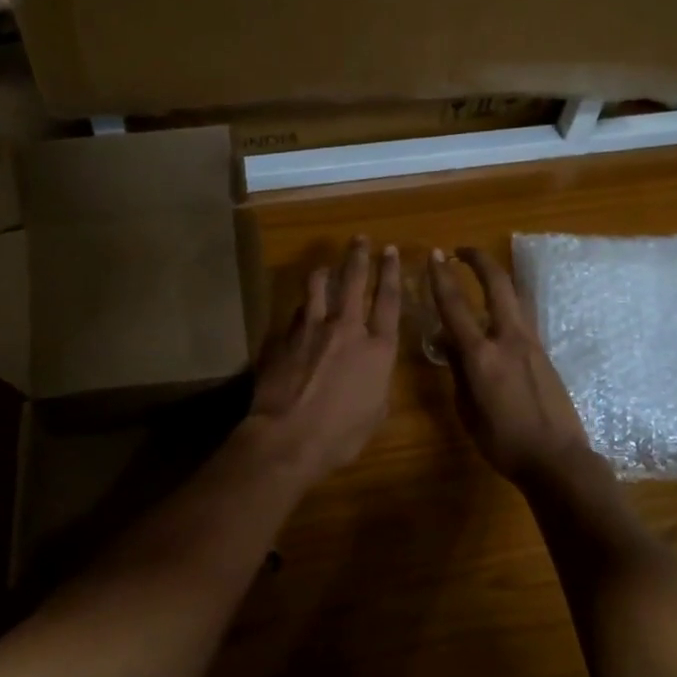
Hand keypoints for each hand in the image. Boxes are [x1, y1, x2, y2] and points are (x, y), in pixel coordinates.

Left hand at [246, 236, 401, 479]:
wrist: (288, 438)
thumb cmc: (340, 435)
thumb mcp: (375, 413)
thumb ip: (378, 383)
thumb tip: (373, 373)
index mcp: (377, 348)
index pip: (389, 300)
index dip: (392, 273)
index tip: (390, 252)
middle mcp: (347, 328)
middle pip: (354, 281)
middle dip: (359, 256)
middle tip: (360, 239)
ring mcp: (312, 329)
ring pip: (318, 287)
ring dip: (325, 272)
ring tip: (325, 266)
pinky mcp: (285, 337)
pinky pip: (297, 312)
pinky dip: (303, 306)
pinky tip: (301, 308)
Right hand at [429, 247, 603, 489]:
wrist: (557, 459)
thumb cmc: (504, 443)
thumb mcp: (468, 411)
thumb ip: (458, 372)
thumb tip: (450, 344)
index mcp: (482, 356)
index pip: (455, 306)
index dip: (441, 277)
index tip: (435, 255)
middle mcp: (508, 340)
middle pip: (497, 285)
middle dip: (480, 260)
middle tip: (463, 250)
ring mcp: (531, 344)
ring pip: (514, 298)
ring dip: (496, 280)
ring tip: (481, 276)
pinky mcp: (545, 353)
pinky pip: (521, 319)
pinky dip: (506, 307)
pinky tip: (496, 319)